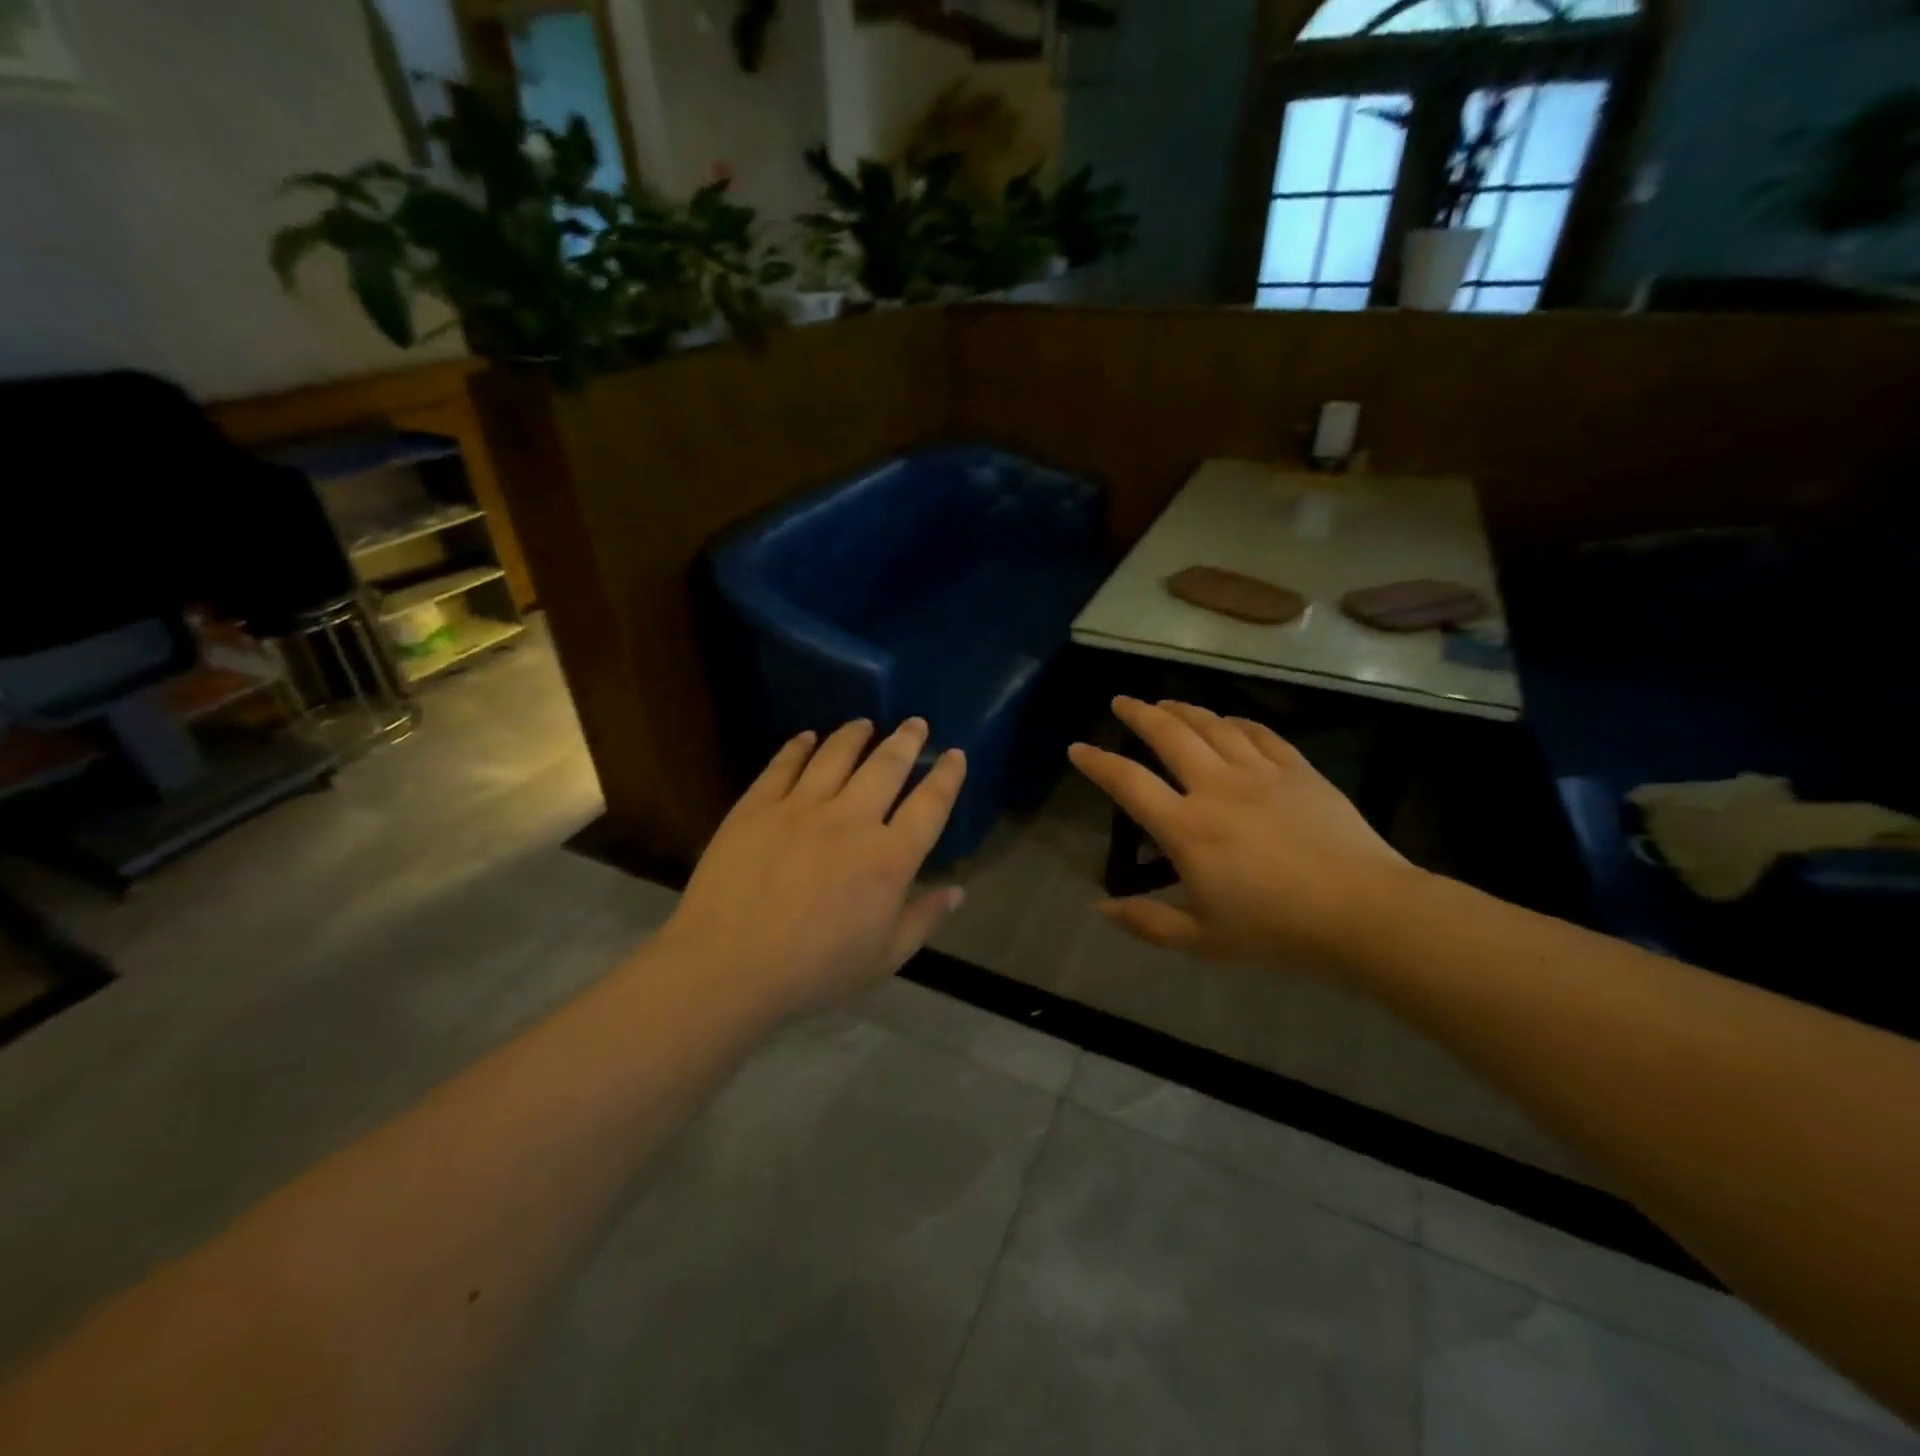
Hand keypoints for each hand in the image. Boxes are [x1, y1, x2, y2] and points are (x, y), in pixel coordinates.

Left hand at [657, 718, 967, 1019]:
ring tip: (865, 723)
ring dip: (855, 734)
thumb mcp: (883, 958)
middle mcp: (851, 820)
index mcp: (889, 858)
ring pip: (836, 755)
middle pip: (886, 766)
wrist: (728, 966)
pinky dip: (799, 746)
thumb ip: (924, 919)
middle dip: (906, 740)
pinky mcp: (757, 806)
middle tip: (916, 723)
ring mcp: (801, 807)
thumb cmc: (814, 971)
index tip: (955, 754)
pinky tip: (807, 737)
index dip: (946, 776)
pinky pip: (784, 764)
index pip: (930, 805)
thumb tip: (958, 890)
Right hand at [1069, 698, 1415, 968]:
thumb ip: (1147, 923)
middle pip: (1169, 736)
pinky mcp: (1298, 771)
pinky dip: (1236, 722)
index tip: (1077, 748)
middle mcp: (1216, 788)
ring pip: (1212, 726)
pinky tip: (1228, 721)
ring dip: (1183, 709)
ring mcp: (1260, 774)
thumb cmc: (1277, 931)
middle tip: (1122, 701)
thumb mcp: (1202, 941)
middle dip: (1139, 714)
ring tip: (1165, 702)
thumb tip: (1100, 908)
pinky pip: (1260, 734)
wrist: (1364, 913)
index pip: (1128, 783)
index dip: (1098, 763)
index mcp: (1186, 828)